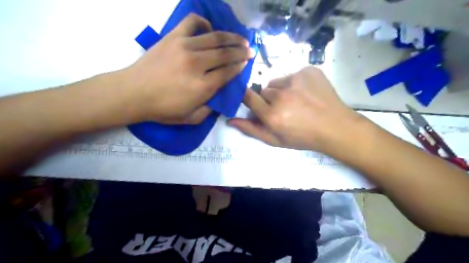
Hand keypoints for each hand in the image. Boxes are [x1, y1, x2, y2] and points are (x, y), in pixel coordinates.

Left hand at [120, 13, 252, 123]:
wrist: (133, 93)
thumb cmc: (162, 109)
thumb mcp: (191, 118)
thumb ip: (209, 110)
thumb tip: (219, 97)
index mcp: (203, 87)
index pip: (228, 72)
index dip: (240, 66)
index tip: (247, 61)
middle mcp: (197, 64)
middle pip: (226, 54)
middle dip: (241, 51)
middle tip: (250, 49)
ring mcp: (185, 47)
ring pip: (215, 38)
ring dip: (231, 37)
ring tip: (240, 38)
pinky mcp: (173, 37)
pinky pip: (192, 23)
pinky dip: (204, 23)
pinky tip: (209, 29)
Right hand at [230, 65, 359, 153]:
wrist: (335, 127)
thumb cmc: (303, 137)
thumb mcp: (275, 140)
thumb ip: (251, 129)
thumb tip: (230, 120)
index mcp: (272, 115)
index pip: (248, 97)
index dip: (246, 97)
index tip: (251, 100)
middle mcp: (282, 96)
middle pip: (264, 90)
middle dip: (268, 99)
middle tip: (282, 108)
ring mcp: (296, 80)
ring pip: (277, 82)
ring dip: (281, 90)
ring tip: (295, 101)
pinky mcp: (308, 70)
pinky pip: (292, 74)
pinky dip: (295, 83)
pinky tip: (306, 93)